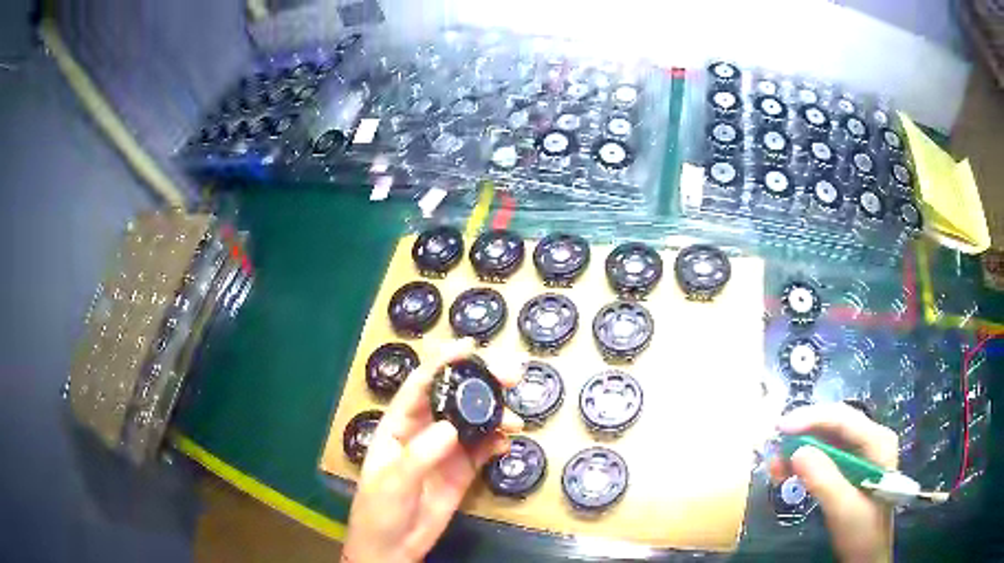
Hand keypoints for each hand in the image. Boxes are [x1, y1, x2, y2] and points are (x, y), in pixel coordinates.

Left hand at [342, 339, 523, 562]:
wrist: (393, 548)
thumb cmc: (379, 511)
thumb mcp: (392, 482)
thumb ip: (420, 455)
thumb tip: (452, 428)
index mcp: (398, 426)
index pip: (419, 386)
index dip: (442, 364)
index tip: (467, 348)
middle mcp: (424, 432)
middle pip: (453, 399)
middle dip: (480, 383)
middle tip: (510, 373)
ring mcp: (445, 452)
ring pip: (473, 423)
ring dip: (494, 414)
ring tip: (514, 418)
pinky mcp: (462, 472)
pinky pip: (482, 450)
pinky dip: (496, 442)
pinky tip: (507, 442)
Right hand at [771, 403, 897, 562]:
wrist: (867, 557)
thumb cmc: (861, 533)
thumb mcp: (843, 508)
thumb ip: (823, 479)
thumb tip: (797, 451)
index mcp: (878, 442)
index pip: (843, 418)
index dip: (811, 418)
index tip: (780, 427)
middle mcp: (871, 440)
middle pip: (835, 425)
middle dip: (803, 434)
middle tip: (774, 449)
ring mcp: (862, 455)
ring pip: (828, 440)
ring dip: (801, 449)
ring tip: (777, 466)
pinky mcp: (851, 470)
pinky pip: (827, 457)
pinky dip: (806, 462)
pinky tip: (790, 472)